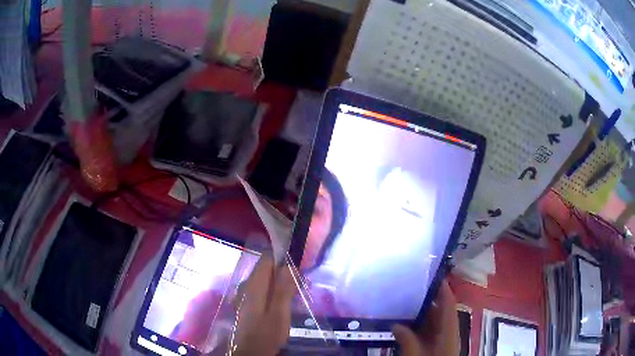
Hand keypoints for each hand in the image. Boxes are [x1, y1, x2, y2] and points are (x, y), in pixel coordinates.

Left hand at [228, 255, 296, 355]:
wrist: (249, 352)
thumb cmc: (265, 333)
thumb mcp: (279, 313)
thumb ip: (283, 289)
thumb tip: (289, 265)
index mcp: (254, 284)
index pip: (267, 258)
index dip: (283, 258)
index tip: (298, 268)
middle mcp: (246, 285)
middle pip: (266, 268)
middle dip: (283, 272)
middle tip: (300, 284)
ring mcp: (244, 294)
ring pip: (264, 279)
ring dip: (280, 282)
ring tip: (296, 293)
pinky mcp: (246, 303)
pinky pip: (261, 289)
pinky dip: (273, 291)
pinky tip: (283, 302)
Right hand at [392, 280, 459, 354]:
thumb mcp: (416, 355)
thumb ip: (408, 340)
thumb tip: (395, 325)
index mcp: (449, 331)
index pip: (449, 304)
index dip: (443, 288)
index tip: (433, 273)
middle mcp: (448, 333)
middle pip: (439, 312)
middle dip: (425, 301)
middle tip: (408, 289)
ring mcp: (442, 341)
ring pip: (433, 323)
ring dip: (419, 315)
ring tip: (402, 305)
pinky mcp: (436, 348)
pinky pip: (428, 333)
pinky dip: (418, 327)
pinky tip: (404, 326)